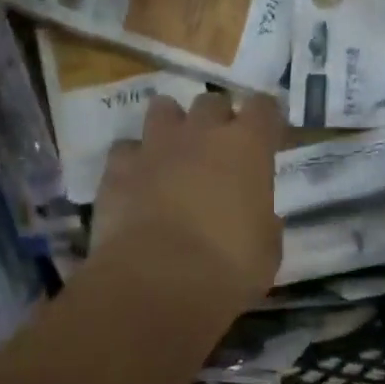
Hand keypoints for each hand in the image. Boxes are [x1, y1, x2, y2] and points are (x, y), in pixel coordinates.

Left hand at [91, 91, 284, 304]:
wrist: (157, 282)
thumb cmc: (228, 268)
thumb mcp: (267, 250)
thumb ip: (263, 221)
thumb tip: (256, 216)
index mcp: (248, 146)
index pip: (263, 107)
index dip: (265, 119)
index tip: (267, 137)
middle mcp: (201, 133)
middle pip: (212, 101)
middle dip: (217, 119)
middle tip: (218, 150)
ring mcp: (155, 145)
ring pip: (163, 108)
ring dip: (172, 125)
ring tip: (174, 153)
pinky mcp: (118, 167)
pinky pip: (126, 149)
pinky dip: (134, 161)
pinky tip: (137, 182)